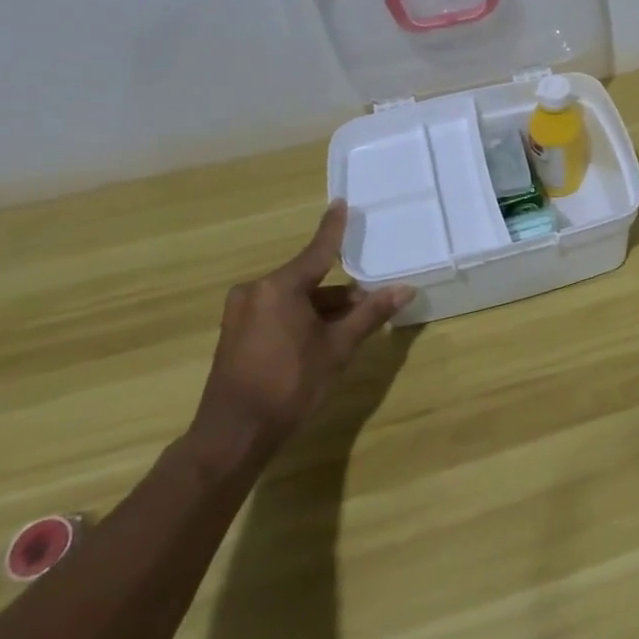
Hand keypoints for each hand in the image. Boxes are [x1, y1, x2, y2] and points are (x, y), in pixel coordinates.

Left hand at [191, 200, 414, 463]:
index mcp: (279, 287)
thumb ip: (370, 314)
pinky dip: (301, 318)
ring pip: (293, 299)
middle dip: (339, 292)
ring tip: (351, 327)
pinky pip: (277, 313)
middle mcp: (256, 291)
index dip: (333, 228)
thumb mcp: (337, 348)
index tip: (341, 203)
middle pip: (307, 279)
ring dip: (321, 308)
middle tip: (370, 303)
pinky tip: (322, 338)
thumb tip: (405, 289)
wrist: (233, 435)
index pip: (317, 250)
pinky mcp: (235, 333)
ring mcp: (241, 313)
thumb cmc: (290, 385)